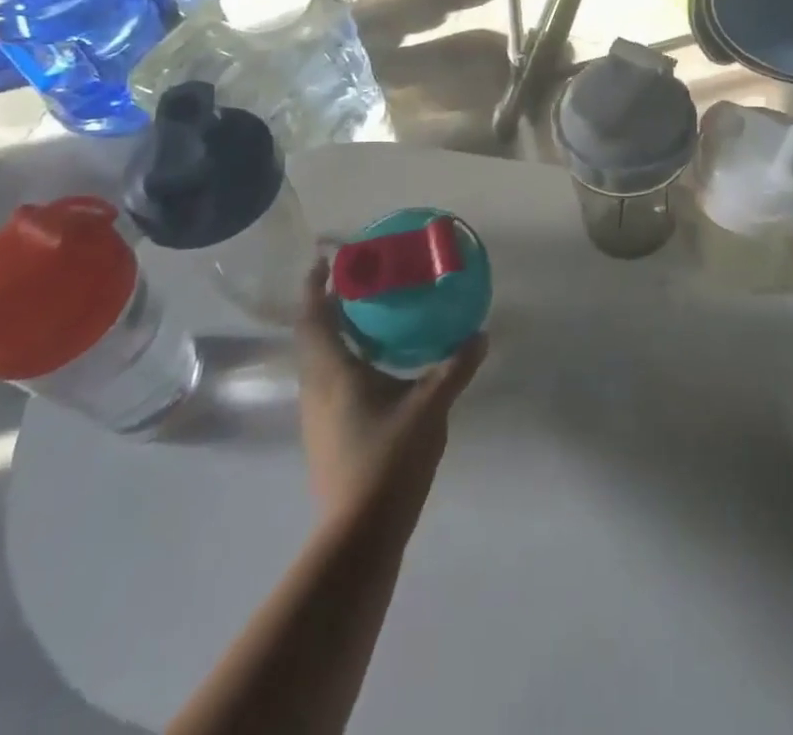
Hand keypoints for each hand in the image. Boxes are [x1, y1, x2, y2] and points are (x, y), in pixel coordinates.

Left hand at [293, 259, 486, 516]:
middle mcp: (317, 387)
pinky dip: (345, 358)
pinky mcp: (326, 434)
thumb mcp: (430, 407)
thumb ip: (455, 368)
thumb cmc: (389, 460)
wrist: (359, 534)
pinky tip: (376, 365)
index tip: (328, 258)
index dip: (316, 284)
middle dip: (329, 303)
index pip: (314, 316)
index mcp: (333, 371)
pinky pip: (329, 380)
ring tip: (370, 315)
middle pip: (312, 334)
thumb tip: (480, 334)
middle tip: (361, 280)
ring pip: (319, 359)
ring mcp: (317, 415)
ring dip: (336, 332)